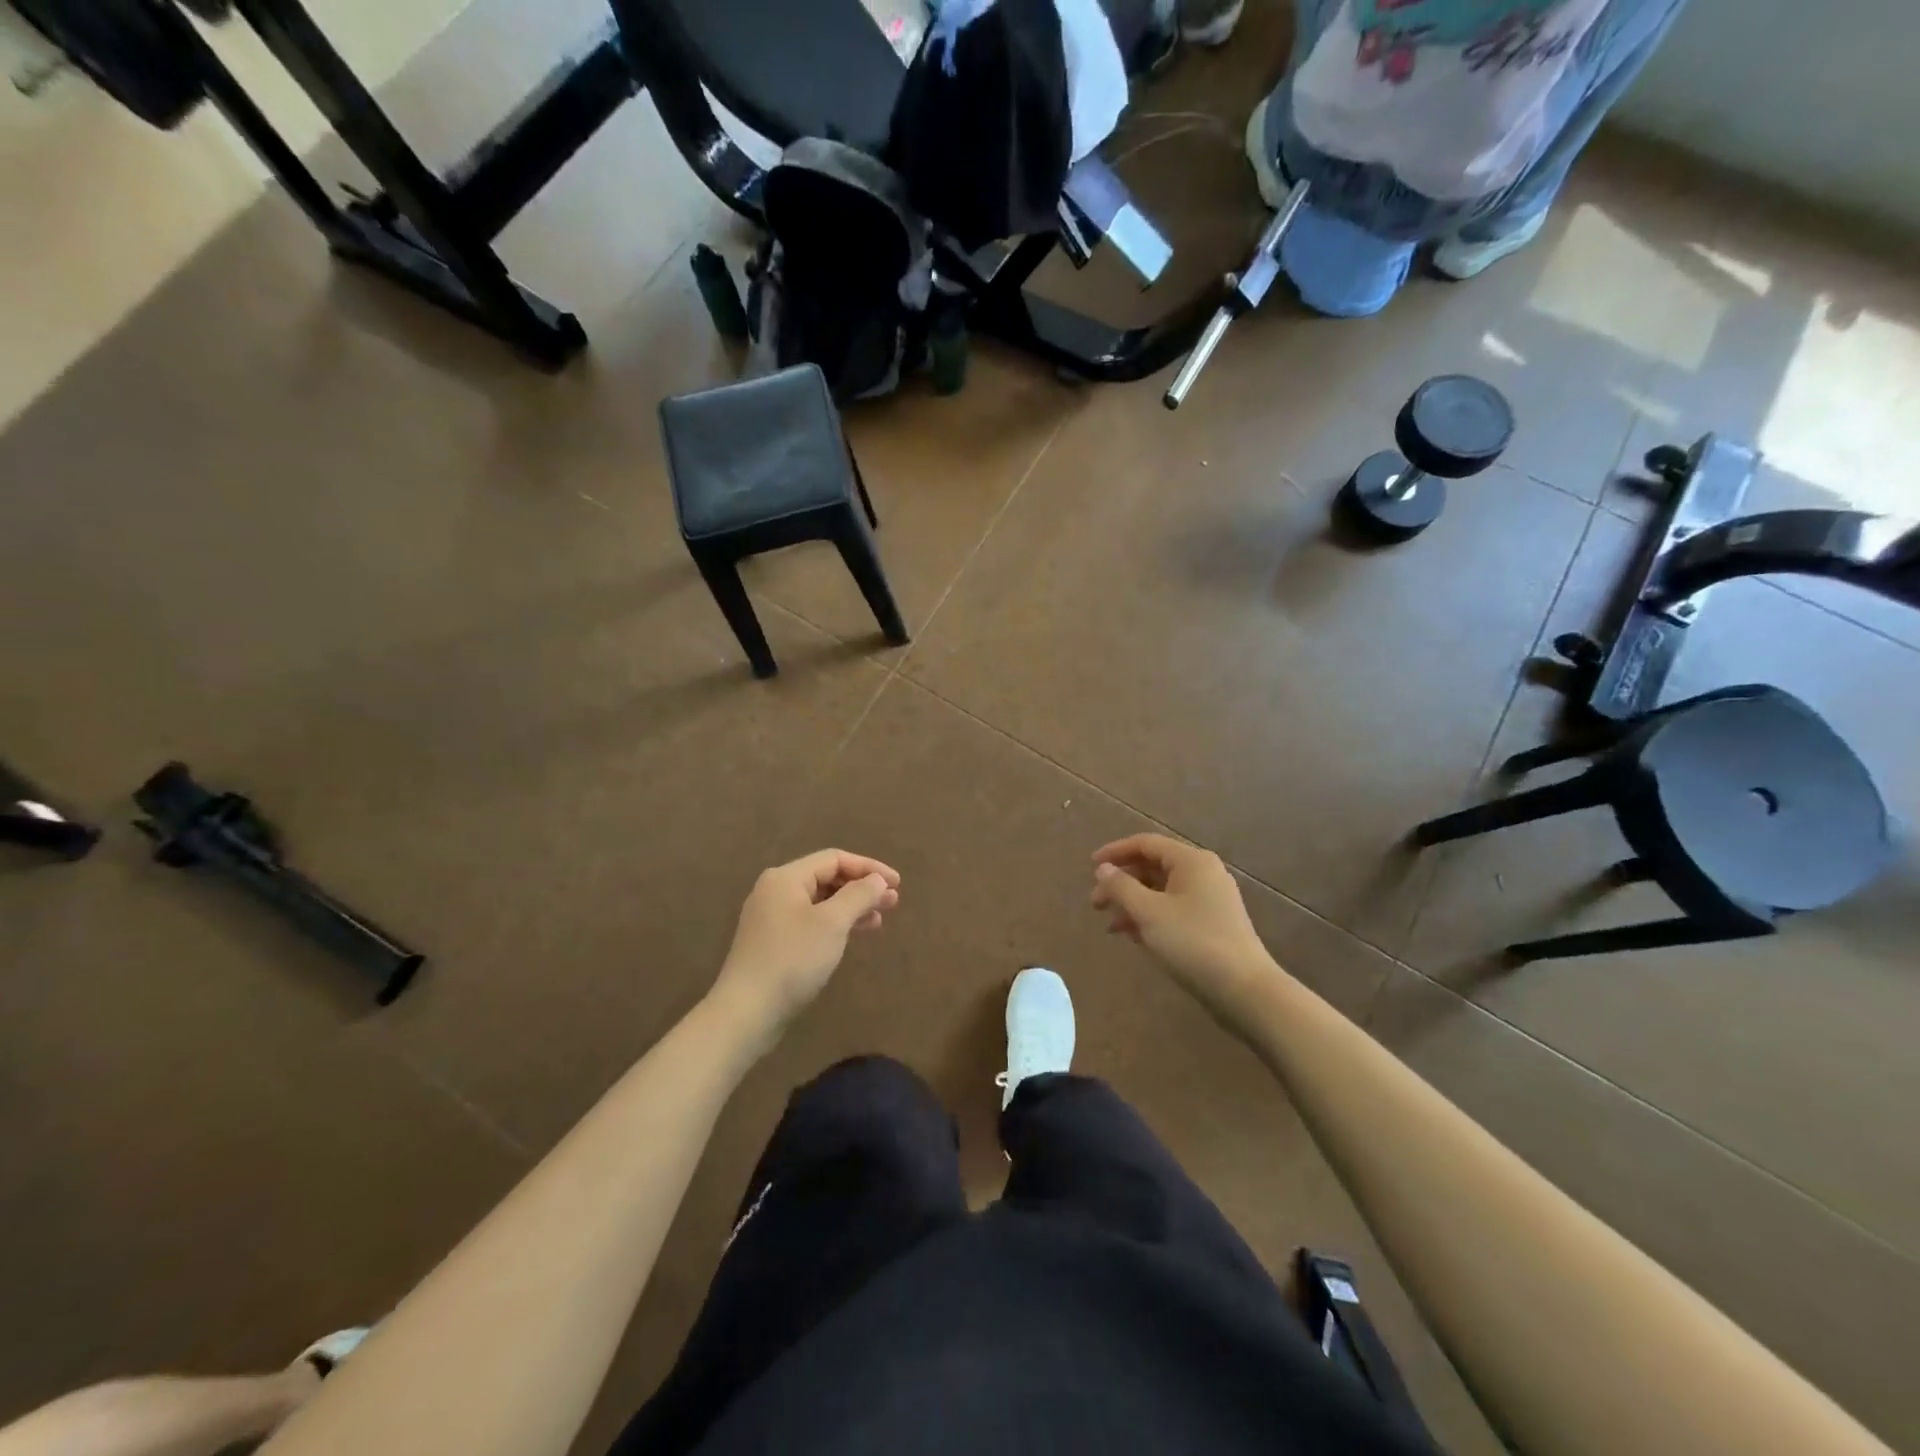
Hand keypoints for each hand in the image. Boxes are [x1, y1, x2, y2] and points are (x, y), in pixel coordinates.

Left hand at [710, 849, 900, 1042]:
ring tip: (879, 920)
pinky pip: (811, 921)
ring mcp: (771, 918)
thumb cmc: (793, 959)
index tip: (897, 884)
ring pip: (820, 902)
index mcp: (786, 878)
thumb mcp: (832, 923)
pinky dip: (835, 924)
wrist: (747, 1012)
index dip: (869, 868)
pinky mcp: (773, 942)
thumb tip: (877, 879)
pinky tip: (852, 936)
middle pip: (827, 878)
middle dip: (862, 888)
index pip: (835, 859)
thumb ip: (858, 895)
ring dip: (851, 907)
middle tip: (893, 902)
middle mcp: (775, 891)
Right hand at [1090, 834, 1272, 1015]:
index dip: (1114, 852)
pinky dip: (1151, 917)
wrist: (1244, 990)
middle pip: (1152, 867)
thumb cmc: (1193, 943)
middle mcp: (1203, 872)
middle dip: (1121, 883)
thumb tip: (1103, 869)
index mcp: (1191, 861)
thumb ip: (1121, 887)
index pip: (1145, 844)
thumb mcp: (1148, 913)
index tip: (1089, 867)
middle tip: (1096, 904)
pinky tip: (1134, 937)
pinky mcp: (1212, 922)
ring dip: (1133, 904)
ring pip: (1161, 891)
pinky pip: (1173, 909)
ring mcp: (1211, 898)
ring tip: (1111, 927)